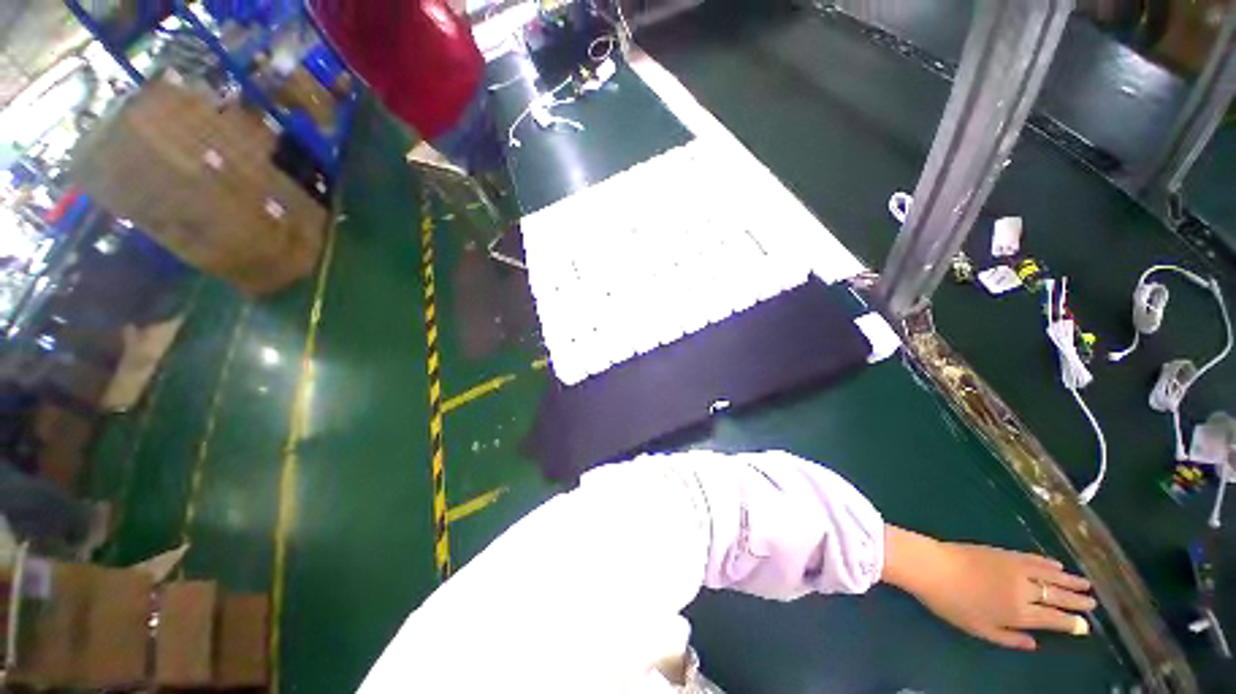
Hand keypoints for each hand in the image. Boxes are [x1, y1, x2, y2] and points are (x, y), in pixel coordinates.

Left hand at [881, 526, 1096, 650]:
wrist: (931, 566)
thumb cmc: (952, 603)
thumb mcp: (979, 629)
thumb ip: (1009, 638)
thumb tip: (1034, 644)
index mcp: (1019, 613)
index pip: (1053, 620)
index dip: (1071, 623)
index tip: (1085, 626)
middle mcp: (1024, 590)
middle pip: (1057, 597)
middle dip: (1076, 601)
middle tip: (1093, 603)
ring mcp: (1015, 568)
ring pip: (1050, 576)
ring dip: (1069, 581)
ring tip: (1085, 585)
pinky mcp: (1004, 552)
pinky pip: (1033, 559)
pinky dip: (1048, 563)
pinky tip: (1057, 565)